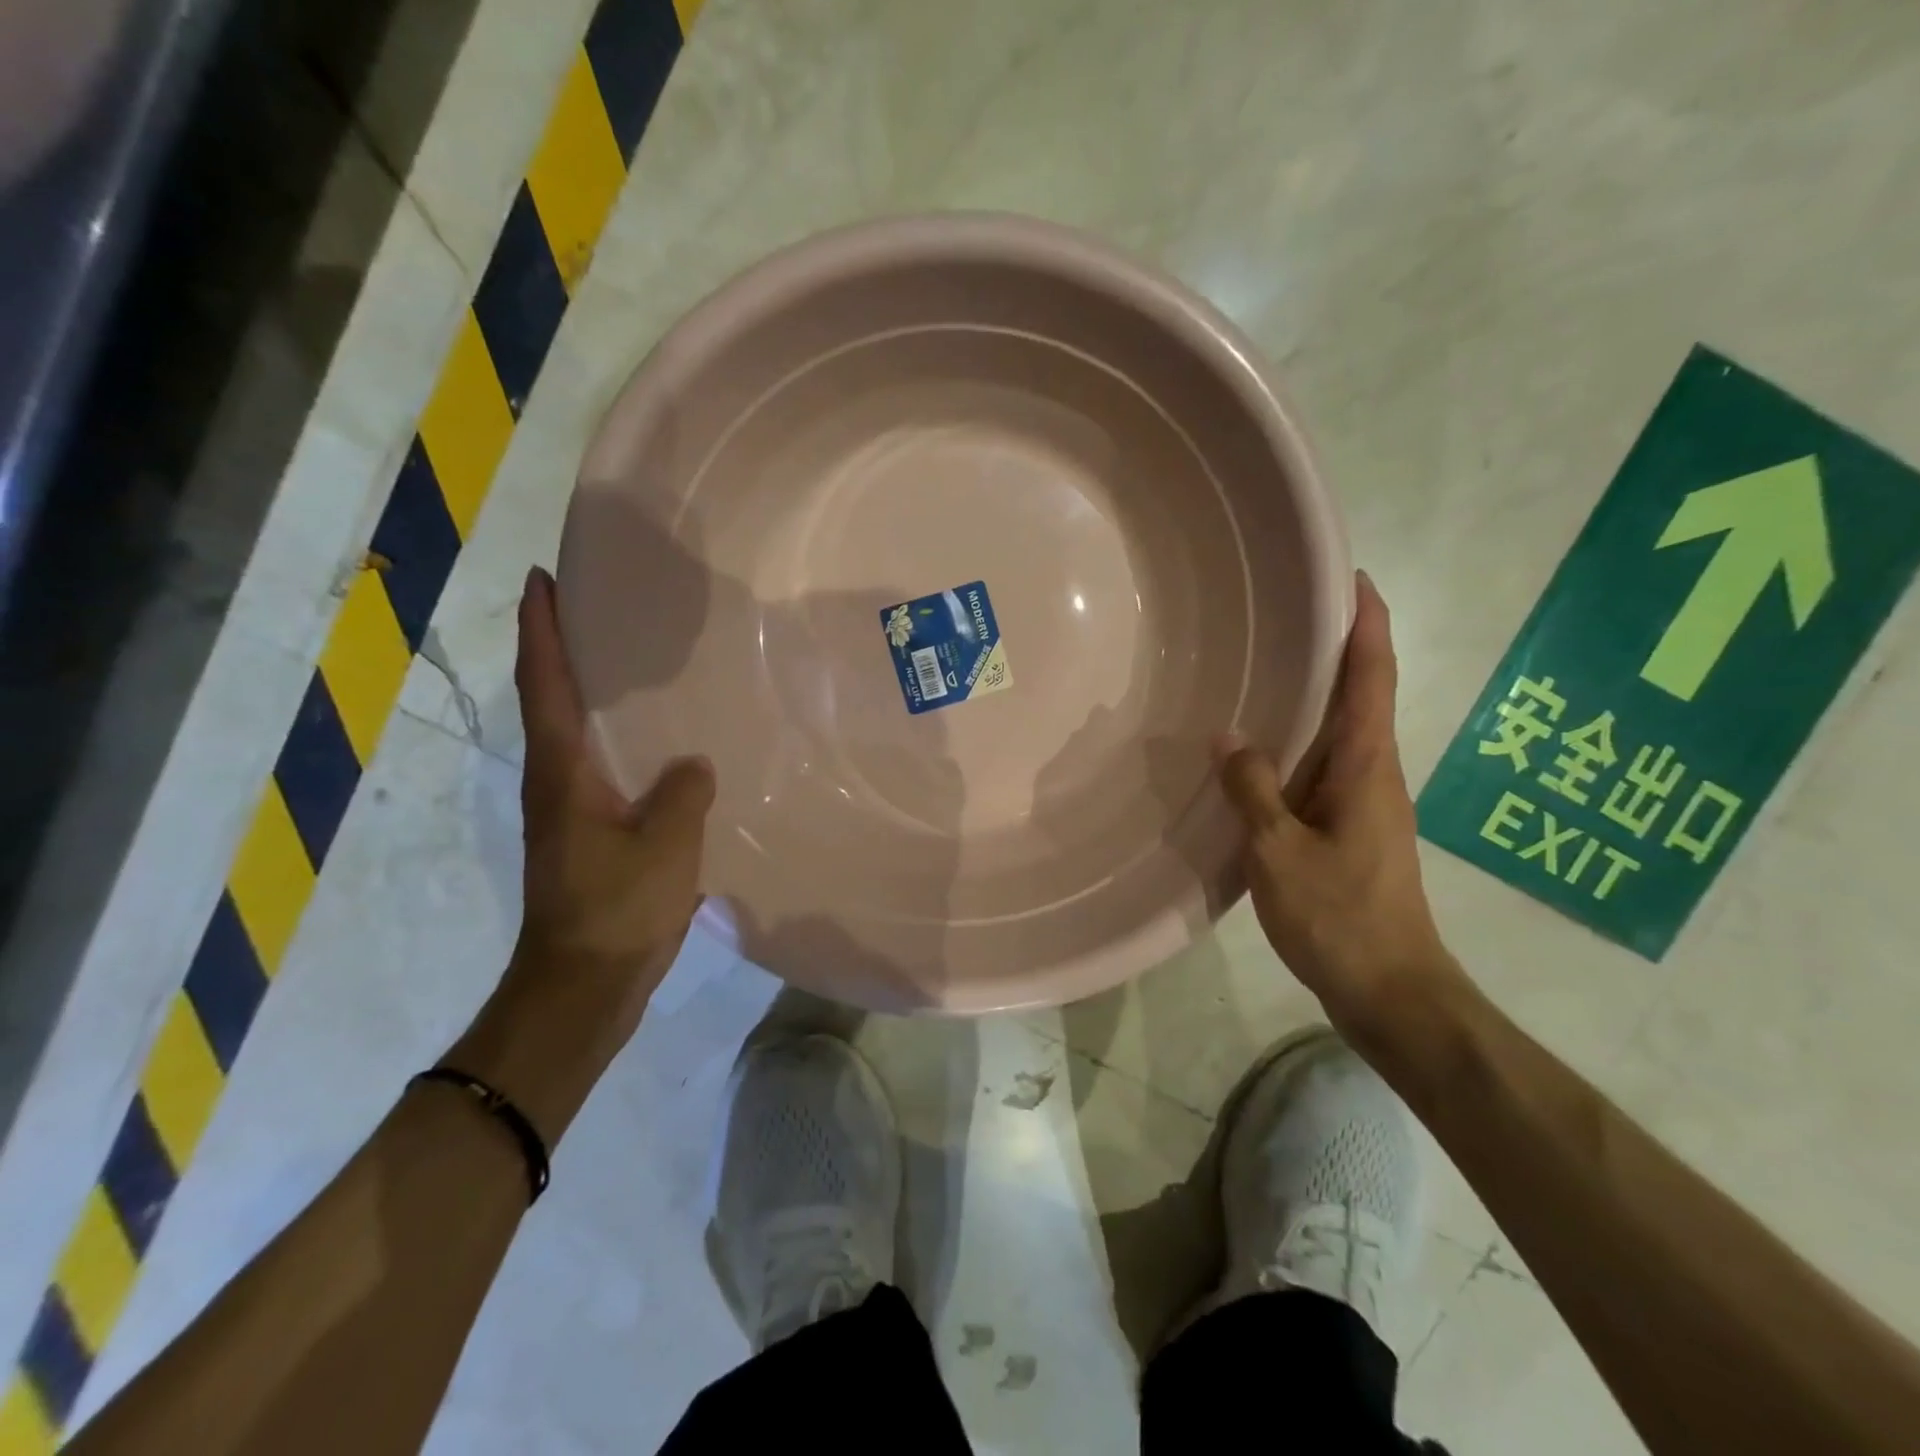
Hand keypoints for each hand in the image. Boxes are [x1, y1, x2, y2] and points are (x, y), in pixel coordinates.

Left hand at [450, 567, 713, 1140]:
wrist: (583, 987)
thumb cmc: (616, 911)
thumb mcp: (665, 845)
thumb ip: (684, 792)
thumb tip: (694, 765)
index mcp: (563, 772)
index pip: (546, 684)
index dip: (542, 628)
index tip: (541, 578)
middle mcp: (558, 781)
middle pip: (554, 699)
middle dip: (564, 647)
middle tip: (599, 605)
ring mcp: (573, 810)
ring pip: (579, 734)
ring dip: (593, 692)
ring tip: (635, 660)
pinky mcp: (593, 834)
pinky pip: (608, 767)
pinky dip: (622, 738)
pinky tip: (663, 741)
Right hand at [1217, 572, 1467, 1045]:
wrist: (1391, 990)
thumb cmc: (1341, 917)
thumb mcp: (1280, 851)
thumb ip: (1252, 790)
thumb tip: (1228, 736)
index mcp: (1367, 766)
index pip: (1372, 677)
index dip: (1367, 624)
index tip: (1354, 577)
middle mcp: (1374, 773)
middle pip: (1361, 695)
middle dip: (1337, 648)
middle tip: (1290, 612)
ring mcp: (1364, 803)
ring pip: (1339, 732)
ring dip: (1315, 695)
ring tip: (1266, 667)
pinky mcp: (1349, 829)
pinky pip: (1321, 767)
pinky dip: (1297, 742)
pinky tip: (1258, 750)